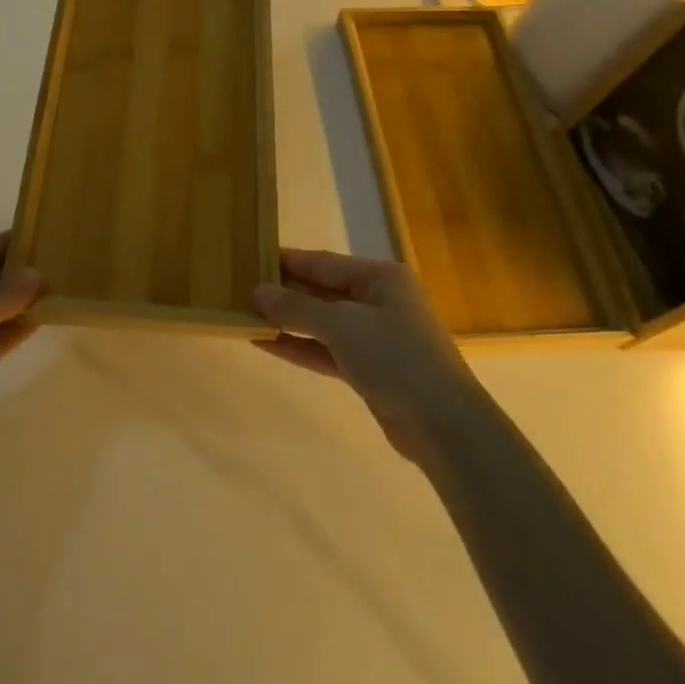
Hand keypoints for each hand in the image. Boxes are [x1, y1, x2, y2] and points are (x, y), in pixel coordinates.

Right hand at [254, 249, 484, 462]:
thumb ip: (297, 307)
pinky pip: (328, 350)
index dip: (287, 261)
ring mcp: (376, 336)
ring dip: (288, 322)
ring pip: (323, 323)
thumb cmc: (395, 356)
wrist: (443, 424)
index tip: (251, 259)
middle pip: (323, 290)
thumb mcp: (341, 324)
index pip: (324, 262)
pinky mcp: (371, 369)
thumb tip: (257, 291)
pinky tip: (267, 344)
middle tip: (241, 289)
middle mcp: (379, 300)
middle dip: (285, 293)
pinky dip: (301, 347)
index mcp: (380, 277)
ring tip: (246, 316)